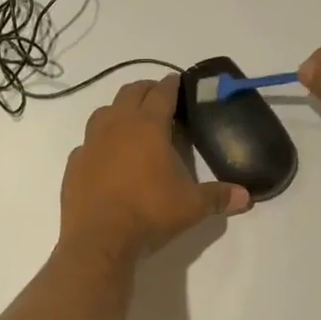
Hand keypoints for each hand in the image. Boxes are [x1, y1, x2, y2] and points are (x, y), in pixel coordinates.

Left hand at [60, 76, 249, 260]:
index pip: (161, 94)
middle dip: (145, 90)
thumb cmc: (149, 213)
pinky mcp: (74, 164)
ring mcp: (90, 144)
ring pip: (103, 112)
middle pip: (129, 94)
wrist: (99, 239)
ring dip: (118, 110)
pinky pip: (87, 144)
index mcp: (148, 127)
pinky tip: (106, 156)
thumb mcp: (192, 206)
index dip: (171, 85)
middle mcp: (116, 126)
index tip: (176, 80)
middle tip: (156, 95)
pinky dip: (99, 142)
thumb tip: (246, 197)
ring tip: (130, 121)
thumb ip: (218, 197)